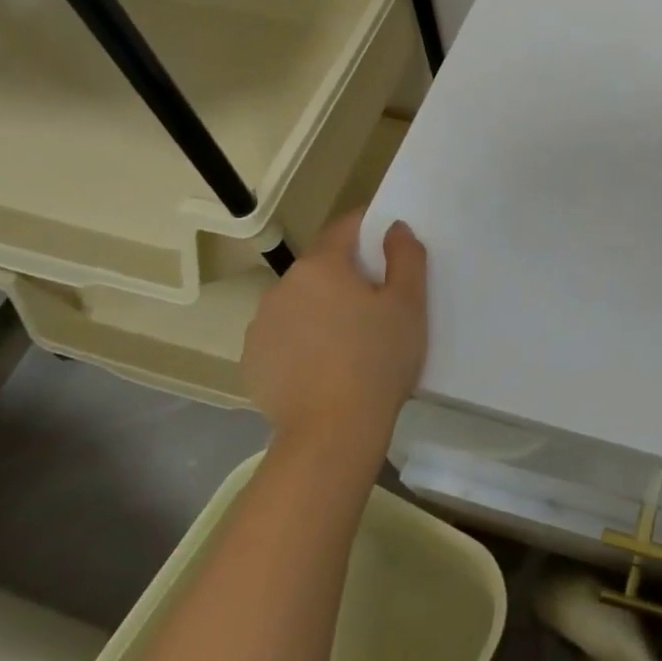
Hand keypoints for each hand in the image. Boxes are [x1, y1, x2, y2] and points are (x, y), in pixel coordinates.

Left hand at [239, 212, 428, 455]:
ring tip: (350, 342)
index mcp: (321, 265)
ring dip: (322, 309)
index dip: (371, 229)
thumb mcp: (409, 304)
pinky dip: (303, 342)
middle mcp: (283, 286)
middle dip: (347, 276)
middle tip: (378, 305)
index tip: (391, 247)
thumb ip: (406, 256)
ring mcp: (261, 325)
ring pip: (301, 303)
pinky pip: (284, 337)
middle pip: (322, 267)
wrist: (332, 433)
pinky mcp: (252, 361)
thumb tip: (394, 228)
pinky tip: (324, 367)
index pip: (346, 227)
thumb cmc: (378, 360)